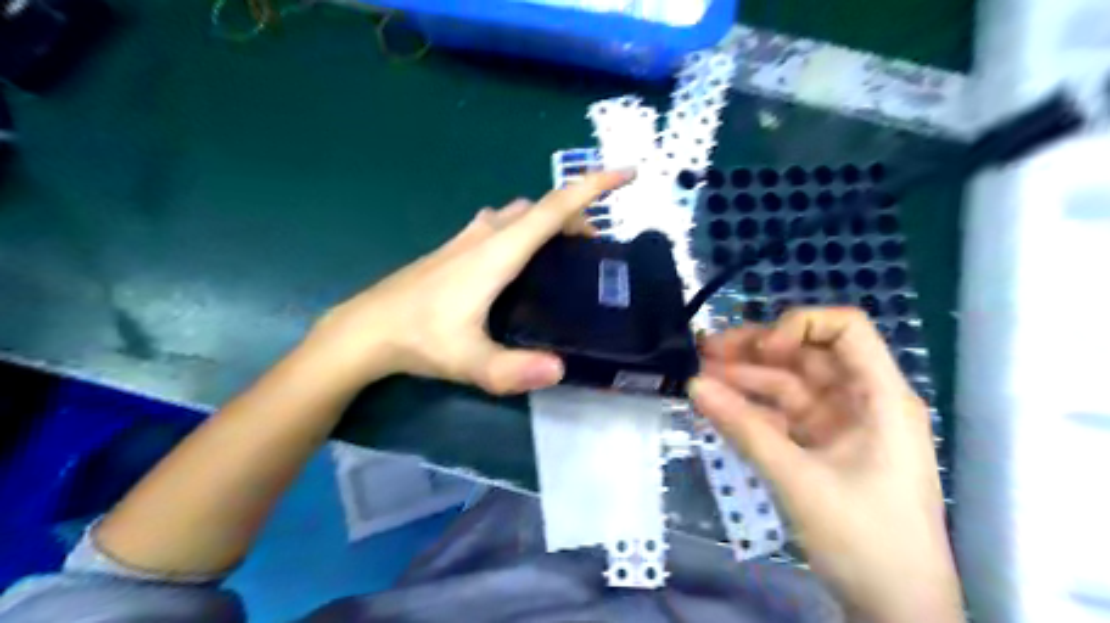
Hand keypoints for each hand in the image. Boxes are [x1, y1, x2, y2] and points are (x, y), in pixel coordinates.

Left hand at [305, 169, 633, 393]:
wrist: (365, 329)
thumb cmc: (418, 339)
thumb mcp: (470, 361)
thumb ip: (514, 369)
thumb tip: (561, 370)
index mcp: (498, 252)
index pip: (554, 209)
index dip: (593, 187)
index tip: (626, 173)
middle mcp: (486, 234)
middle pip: (542, 208)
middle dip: (577, 216)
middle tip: (594, 253)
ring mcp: (468, 237)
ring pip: (521, 213)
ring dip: (549, 222)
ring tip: (564, 257)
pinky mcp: (456, 247)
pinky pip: (502, 224)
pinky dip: (525, 229)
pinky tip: (521, 263)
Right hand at [691, 306, 963, 622]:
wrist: (896, 610)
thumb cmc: (866, 540)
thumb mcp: (800, 481)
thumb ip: (744, 429)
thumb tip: (694, 386)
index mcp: (879, 396)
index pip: (845, 330)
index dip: (799, 326)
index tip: (761, 350)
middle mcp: (860, 401)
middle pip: (805, 355)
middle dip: (754, 350)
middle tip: (703, 350)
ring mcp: (838, 424)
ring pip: (787, 384)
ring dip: (744, 379)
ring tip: (698, 375)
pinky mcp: (820, 447)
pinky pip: (780, 415)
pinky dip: (750, 409)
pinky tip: (717, 405)